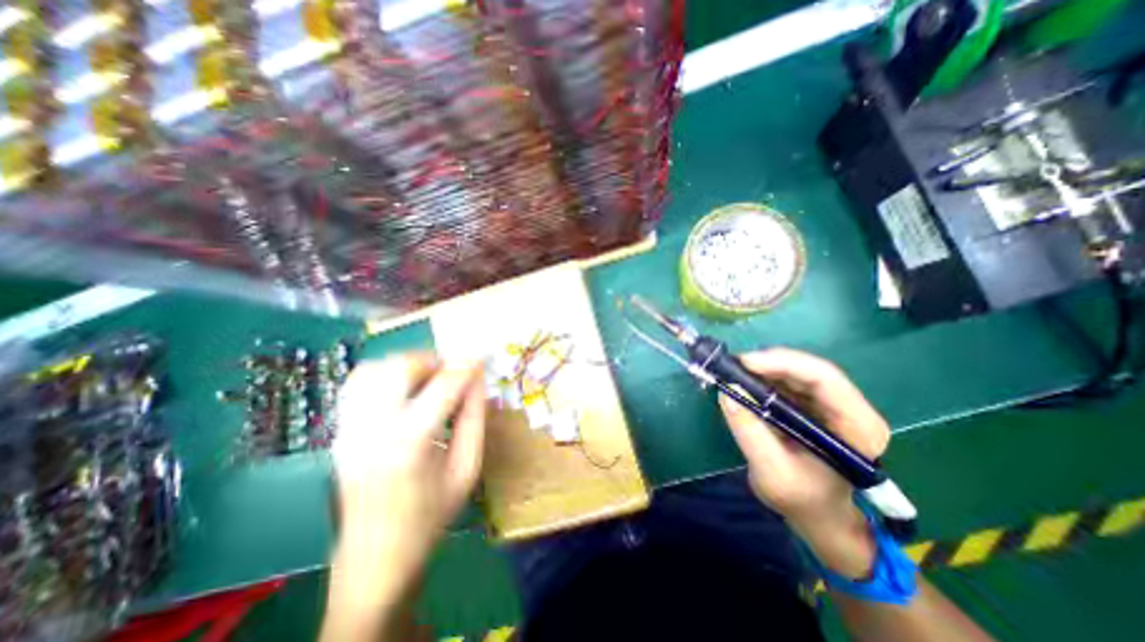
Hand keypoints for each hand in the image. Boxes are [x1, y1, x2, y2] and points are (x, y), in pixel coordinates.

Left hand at [324, 353, 483, 638]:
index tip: (480, 360)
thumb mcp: (467, 467)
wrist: (376, 558)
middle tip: (453, 372)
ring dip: (407, 365)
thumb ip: (475, 418)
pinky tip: (402, 389)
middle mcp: (372, 430)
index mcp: (410, 444)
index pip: (443, 386)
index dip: (466, 367)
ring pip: (374, 369)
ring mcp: (348, 430)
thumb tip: (478, 380)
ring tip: (429, 378)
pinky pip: (357, 385)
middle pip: (400, 368)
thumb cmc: (432, 515)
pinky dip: (383, 375)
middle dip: (433, 361)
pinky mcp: (338, 433)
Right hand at [717, 350, 887, 579]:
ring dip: (762, 368)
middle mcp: (849, 408)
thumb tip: (727, 390)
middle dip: (768, 363)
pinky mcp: (811, 405)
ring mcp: (830, 404)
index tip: (745, 363)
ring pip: (796, 371)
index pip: (824, 379)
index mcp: (857, 426)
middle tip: (732, 365)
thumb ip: (749, 431)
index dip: (783, 363)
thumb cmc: (803, 501)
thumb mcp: (772, 472)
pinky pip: (786, 381)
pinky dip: (762, 378)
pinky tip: (742, 381)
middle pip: (809, 370)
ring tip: (732, 371)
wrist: (818, 515)